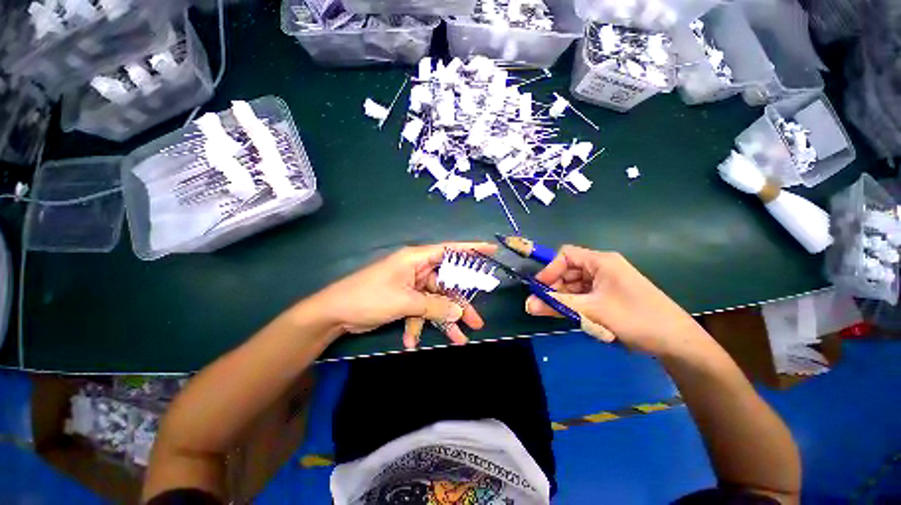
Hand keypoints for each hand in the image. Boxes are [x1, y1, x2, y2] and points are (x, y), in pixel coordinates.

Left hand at [309, 242, 497, 348]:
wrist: (334, 313)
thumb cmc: (369, 297)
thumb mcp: (405, 301)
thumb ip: (434, 306)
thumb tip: (459, 313)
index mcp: (417, 259)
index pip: (450, 250)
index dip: (471, 250)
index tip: (491, 251)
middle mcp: (417, 270)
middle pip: (447, 284)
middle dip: (460, 304)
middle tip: (476, 322)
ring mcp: (411, 286)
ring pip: (435, 302)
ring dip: (443, 321)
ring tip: (459, 340)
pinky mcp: (404, 300)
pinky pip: (420, 311)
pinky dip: (419, 326)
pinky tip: (413, 342)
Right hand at [525, 246, 708, 357]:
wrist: (677, 342)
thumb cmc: (635, 318)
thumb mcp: (592, 310)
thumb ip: (557, 305)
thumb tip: (527, 304)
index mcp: (601, 261)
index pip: (565, 255)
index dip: (549, 269)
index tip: (539, 289)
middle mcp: (602, 267)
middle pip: (568, 270)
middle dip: (555, 286)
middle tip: (543, 305)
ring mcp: (607, 282)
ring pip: (575, 284)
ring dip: (564, 297)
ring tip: (557, 313)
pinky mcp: (609, 295)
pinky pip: (584, 294)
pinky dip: (575, 303)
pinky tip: (573, 315)